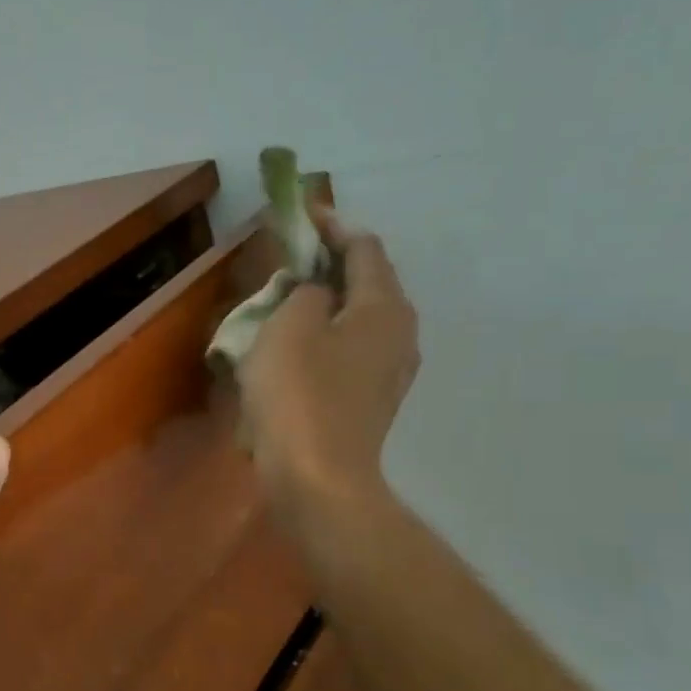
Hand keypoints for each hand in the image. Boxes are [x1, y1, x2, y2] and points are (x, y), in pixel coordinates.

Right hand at [239, 209, 420, 527]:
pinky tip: (298, 345)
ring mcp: (390, 371)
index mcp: (385, 307)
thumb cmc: (299, 395)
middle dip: (332, 262)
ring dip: (329, 301)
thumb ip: (305, 292)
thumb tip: (316, 290)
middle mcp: (400, 333)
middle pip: (369, 281)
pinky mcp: (372, 400)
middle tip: (293, 254)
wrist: (317, 479)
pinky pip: (351, 349)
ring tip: (291, 297)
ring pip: (360, 318)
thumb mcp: (289, 326)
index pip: (364, 247)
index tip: (304, 211)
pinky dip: (328, 334)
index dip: (333, 224)